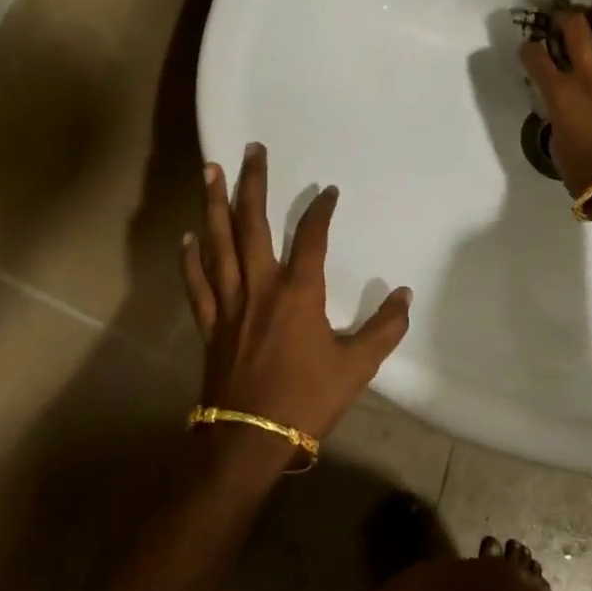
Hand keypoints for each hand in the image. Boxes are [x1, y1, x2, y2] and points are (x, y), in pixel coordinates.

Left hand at [181, 143, 412, 445]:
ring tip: (210, 170)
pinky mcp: (209, 324)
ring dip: (214, 205)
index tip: (329, 191)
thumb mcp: (357, 367)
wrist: (249, 440)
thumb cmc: (306, 400)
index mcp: (298, 293)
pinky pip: (197, 283)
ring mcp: (229, 303)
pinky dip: (191, 259)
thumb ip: (384, 328)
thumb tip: (404, 295)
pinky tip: (187, 237)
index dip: (321, 209)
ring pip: (218, 243)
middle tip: (252, 149)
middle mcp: (260, 287)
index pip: (311, 237)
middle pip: (252, 224)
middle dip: (252, 183)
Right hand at [520, 10, 591, 195]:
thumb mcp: (556, 135)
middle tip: (566, 19)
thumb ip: (558, 109)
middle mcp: (590, 76)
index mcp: (560, 92)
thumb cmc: (580, 170)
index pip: (535, 56)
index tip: (530, 49)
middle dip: (567, 18)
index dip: (529, 48)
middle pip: (577, 29)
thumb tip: (564, 99)